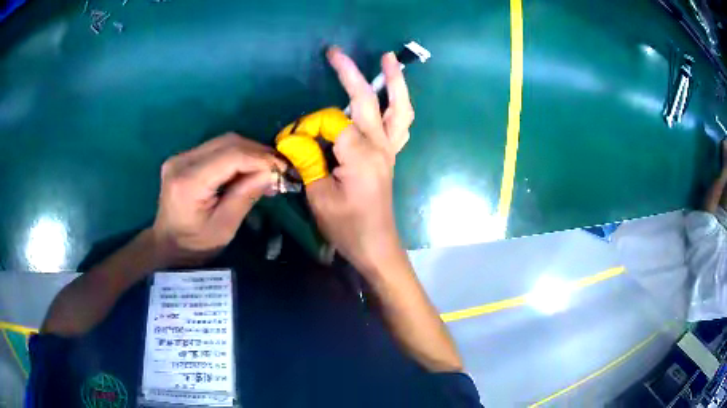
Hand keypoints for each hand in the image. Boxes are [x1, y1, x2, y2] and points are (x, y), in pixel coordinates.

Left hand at [152, 134, 285, 265]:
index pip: (230, 156)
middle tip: (279, 168)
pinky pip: (217, 148)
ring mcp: (181, 156)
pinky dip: (237, 155)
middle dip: (258, 152)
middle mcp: (182, 161)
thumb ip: (246, 196)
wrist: (167, 246)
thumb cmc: (196, 245)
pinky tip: (249, 168)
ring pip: (224, 141)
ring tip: (267, 169)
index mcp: (188, 182)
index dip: (260, 158)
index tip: (283, 169)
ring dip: (249, 152)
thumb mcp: (225, 227)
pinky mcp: (184, 158)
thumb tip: (272, 173)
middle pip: (228, 142)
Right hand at [306, 47, 414, 275]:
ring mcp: (389, 150)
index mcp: (360, 154)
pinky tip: (392, 97)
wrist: (376, 247)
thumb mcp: (319, 197)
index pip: (331, 122)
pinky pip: (400, 124)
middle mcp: (380, 146)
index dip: (308, 127)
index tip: (292, 141)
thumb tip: (295, 137)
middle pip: (368, 101)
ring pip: (399, 109)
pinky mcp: (390, 156)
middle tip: (335, 52)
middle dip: (350, 74)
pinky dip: (398, 106)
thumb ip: (308, 161)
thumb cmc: (348, 228)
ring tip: (389, 60)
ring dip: (395, 83)